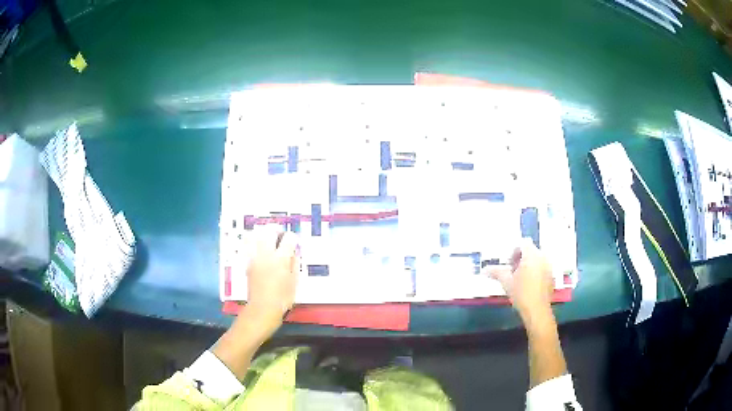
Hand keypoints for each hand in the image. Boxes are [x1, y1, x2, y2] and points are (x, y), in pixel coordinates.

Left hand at [245, 227, 298, 327]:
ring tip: (268, 240)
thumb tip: (293, 253)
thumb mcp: (294, 282)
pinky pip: (248, 245)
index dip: (293, 238)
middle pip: (269, 230)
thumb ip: (294, 264)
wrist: (262, 308)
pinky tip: (259, 249)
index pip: (288, 238)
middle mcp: (266, 254)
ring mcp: (255, 257)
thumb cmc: (282, 298)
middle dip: (276, 230)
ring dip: (263, 234)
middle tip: (280, 236)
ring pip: (255, 234)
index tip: (293, 243)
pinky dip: (253, 242)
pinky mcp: (248, 262)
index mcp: (281, 259)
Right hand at [487, 238, 553, 322]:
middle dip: (521, 258)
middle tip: (513, 271)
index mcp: (532, 255)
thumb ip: (496, 272)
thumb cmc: (521, 294)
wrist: (537, 310)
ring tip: (520, 279)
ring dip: (528, 264)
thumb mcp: (506, 282)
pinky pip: (542, 267)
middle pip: (530, 250)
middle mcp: (542, 257)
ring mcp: (549, 267)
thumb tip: (484, 270)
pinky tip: (529, 285)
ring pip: (537, 259)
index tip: (509, 264)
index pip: (523, 243)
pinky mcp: (551, 276)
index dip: (514, 251)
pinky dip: (535, 271)